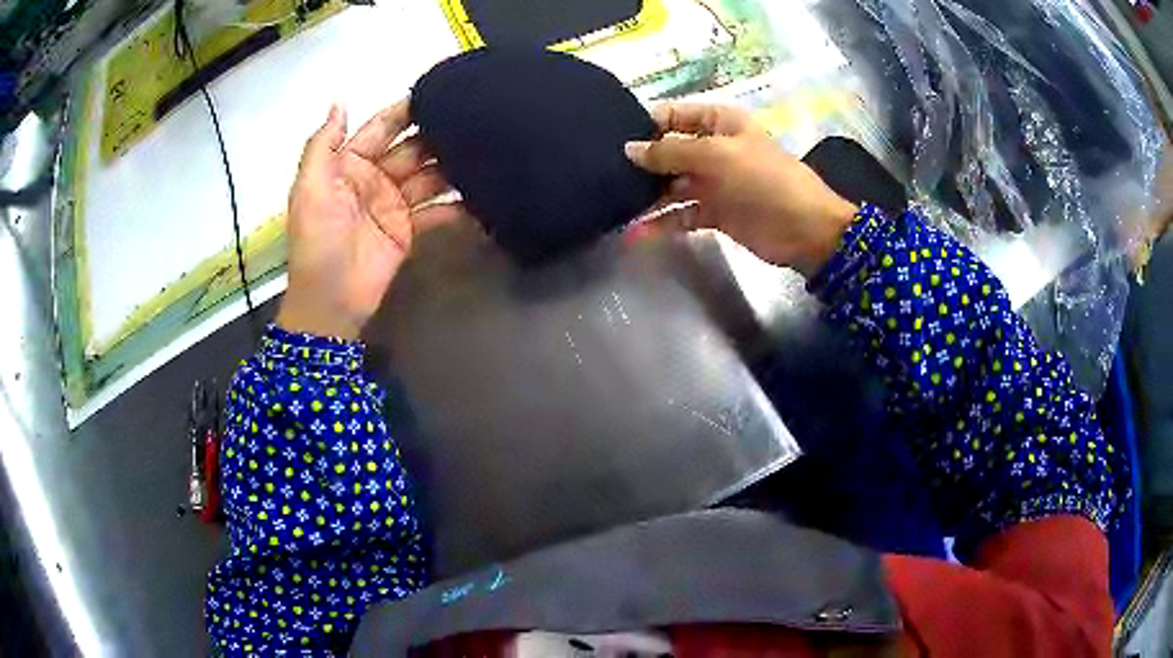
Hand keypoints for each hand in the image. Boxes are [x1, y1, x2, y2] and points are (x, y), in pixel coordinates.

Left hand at [278, 101, 463, 339]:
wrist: (330, 299)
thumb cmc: (316, 239)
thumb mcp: (309, 188)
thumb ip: (322, 144)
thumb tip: (339, 101)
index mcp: (348, 164)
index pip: (380, 129)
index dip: (404, 111)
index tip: (437, 92)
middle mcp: (374, 178)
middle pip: (410, 149)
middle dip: (436, 135)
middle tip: (473, 119)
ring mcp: (393, 204)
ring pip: (427, 176)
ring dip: (451, 166)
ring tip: (484, 149)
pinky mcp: (409, 230)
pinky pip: (436, 211)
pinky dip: (458, 206)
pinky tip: (483, 195)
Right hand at [624, 103, 857, 277]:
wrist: (805, 230)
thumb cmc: (764, 180)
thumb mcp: (717, 156)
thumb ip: (670, 151)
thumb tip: (629, 149)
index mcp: (719, 122)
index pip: (672, 115)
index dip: (644, 124)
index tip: (611, 140)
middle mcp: (713, 148)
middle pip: (668, 150)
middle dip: (640, 162)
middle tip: (604, 175)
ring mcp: (713, 181)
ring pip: (671, 184)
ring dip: (646, 195)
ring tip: (613, 204)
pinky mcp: (714, 212)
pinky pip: (680, 213)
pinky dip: (660, 223)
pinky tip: (635, 232)